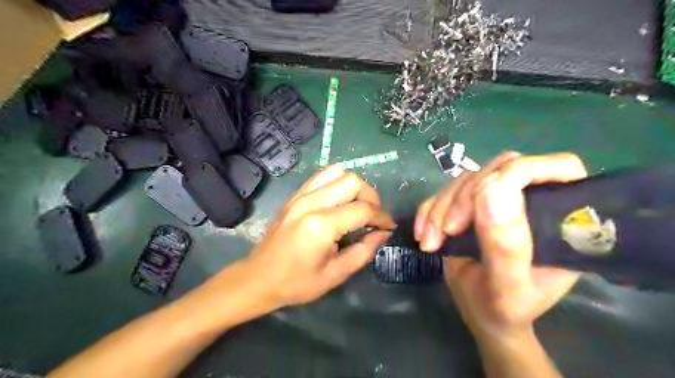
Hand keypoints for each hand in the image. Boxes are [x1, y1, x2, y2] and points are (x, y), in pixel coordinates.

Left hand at [245, 164, 393, 307]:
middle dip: (371, 197)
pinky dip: (337, 182)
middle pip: (352, 182)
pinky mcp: (295, 195)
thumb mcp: (335, 274)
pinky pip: (321, 176)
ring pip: (337, 173)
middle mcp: (310, 203)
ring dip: (355, 186)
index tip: (388, 227)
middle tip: (374, 216)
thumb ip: (363, 251)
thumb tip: (383, 233)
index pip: (362, 210)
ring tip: (358, 205)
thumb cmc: (297, 282)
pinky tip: (341, 199)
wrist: (258, 278)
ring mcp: (300, 196)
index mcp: (320, 225)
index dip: (381, 217)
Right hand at [412, 152, 585, 340]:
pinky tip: (423, 234)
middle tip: (447, 230)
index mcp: (561, 219)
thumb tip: (492, 189)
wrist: (480, 312)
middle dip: (464, 198)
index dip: (521, 171)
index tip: (480, 198)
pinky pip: (445, 192)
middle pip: (498, 170)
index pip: (559, 168)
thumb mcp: (508, 287)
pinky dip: (429, 210)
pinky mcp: (470, 206)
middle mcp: (532, 201)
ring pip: (466, 180)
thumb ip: (505, 245)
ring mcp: (498, 201)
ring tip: (430, 241)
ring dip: (441, 208)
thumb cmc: (504, 309)